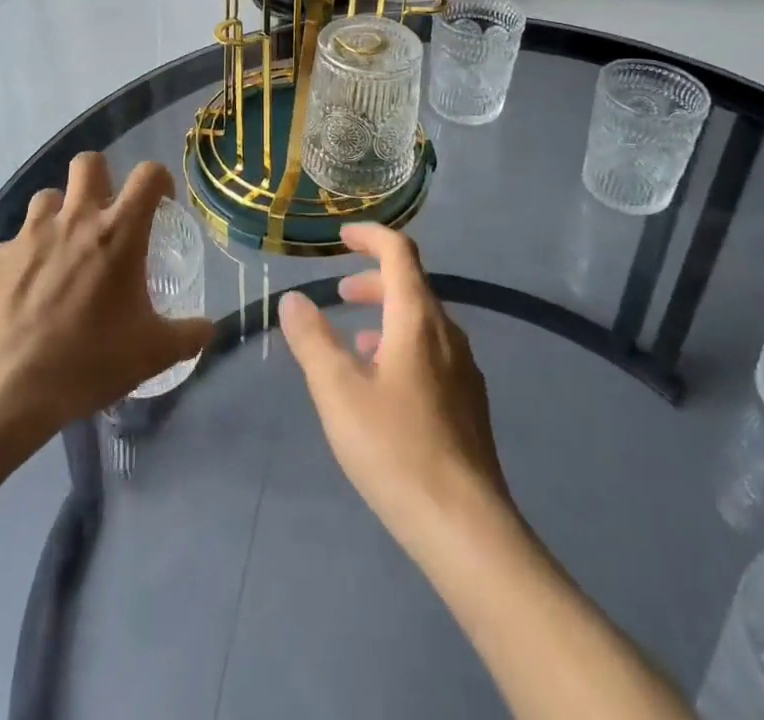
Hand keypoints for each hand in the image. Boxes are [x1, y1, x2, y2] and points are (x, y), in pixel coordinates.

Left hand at [0, 154, 214, 440]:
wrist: (8, 390)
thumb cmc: (90, 362)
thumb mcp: (152, 354)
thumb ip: (188, 335)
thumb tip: (209, 328)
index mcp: (119, 232)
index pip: (148, 174)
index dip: (159, 180)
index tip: (160, 203)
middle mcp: (76, 219)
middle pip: (89, 163)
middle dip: (102, 178)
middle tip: (107, 214)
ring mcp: (31, 235)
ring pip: (48, 196)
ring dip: (61, 213)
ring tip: (65, 248)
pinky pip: (16, 240)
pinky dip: (28, 254)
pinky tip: (29, 288)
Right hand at [278, 224, 509, 545]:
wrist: (465, 526)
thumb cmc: (395, 449)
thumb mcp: (339, 392)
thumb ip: (313, 341)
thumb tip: (292, 300)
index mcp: (417, 318)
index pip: (399, 253)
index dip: (370, 237)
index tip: (342, 238)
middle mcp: (447, 332)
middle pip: (412, 285)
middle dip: (374, 280)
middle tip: (340, 293)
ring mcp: (464, 368)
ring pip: (423, 321)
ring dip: (387, 315)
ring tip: (355, 341)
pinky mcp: (470, 401)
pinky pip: (433, 351)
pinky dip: (403, 345)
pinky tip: (385, 385)